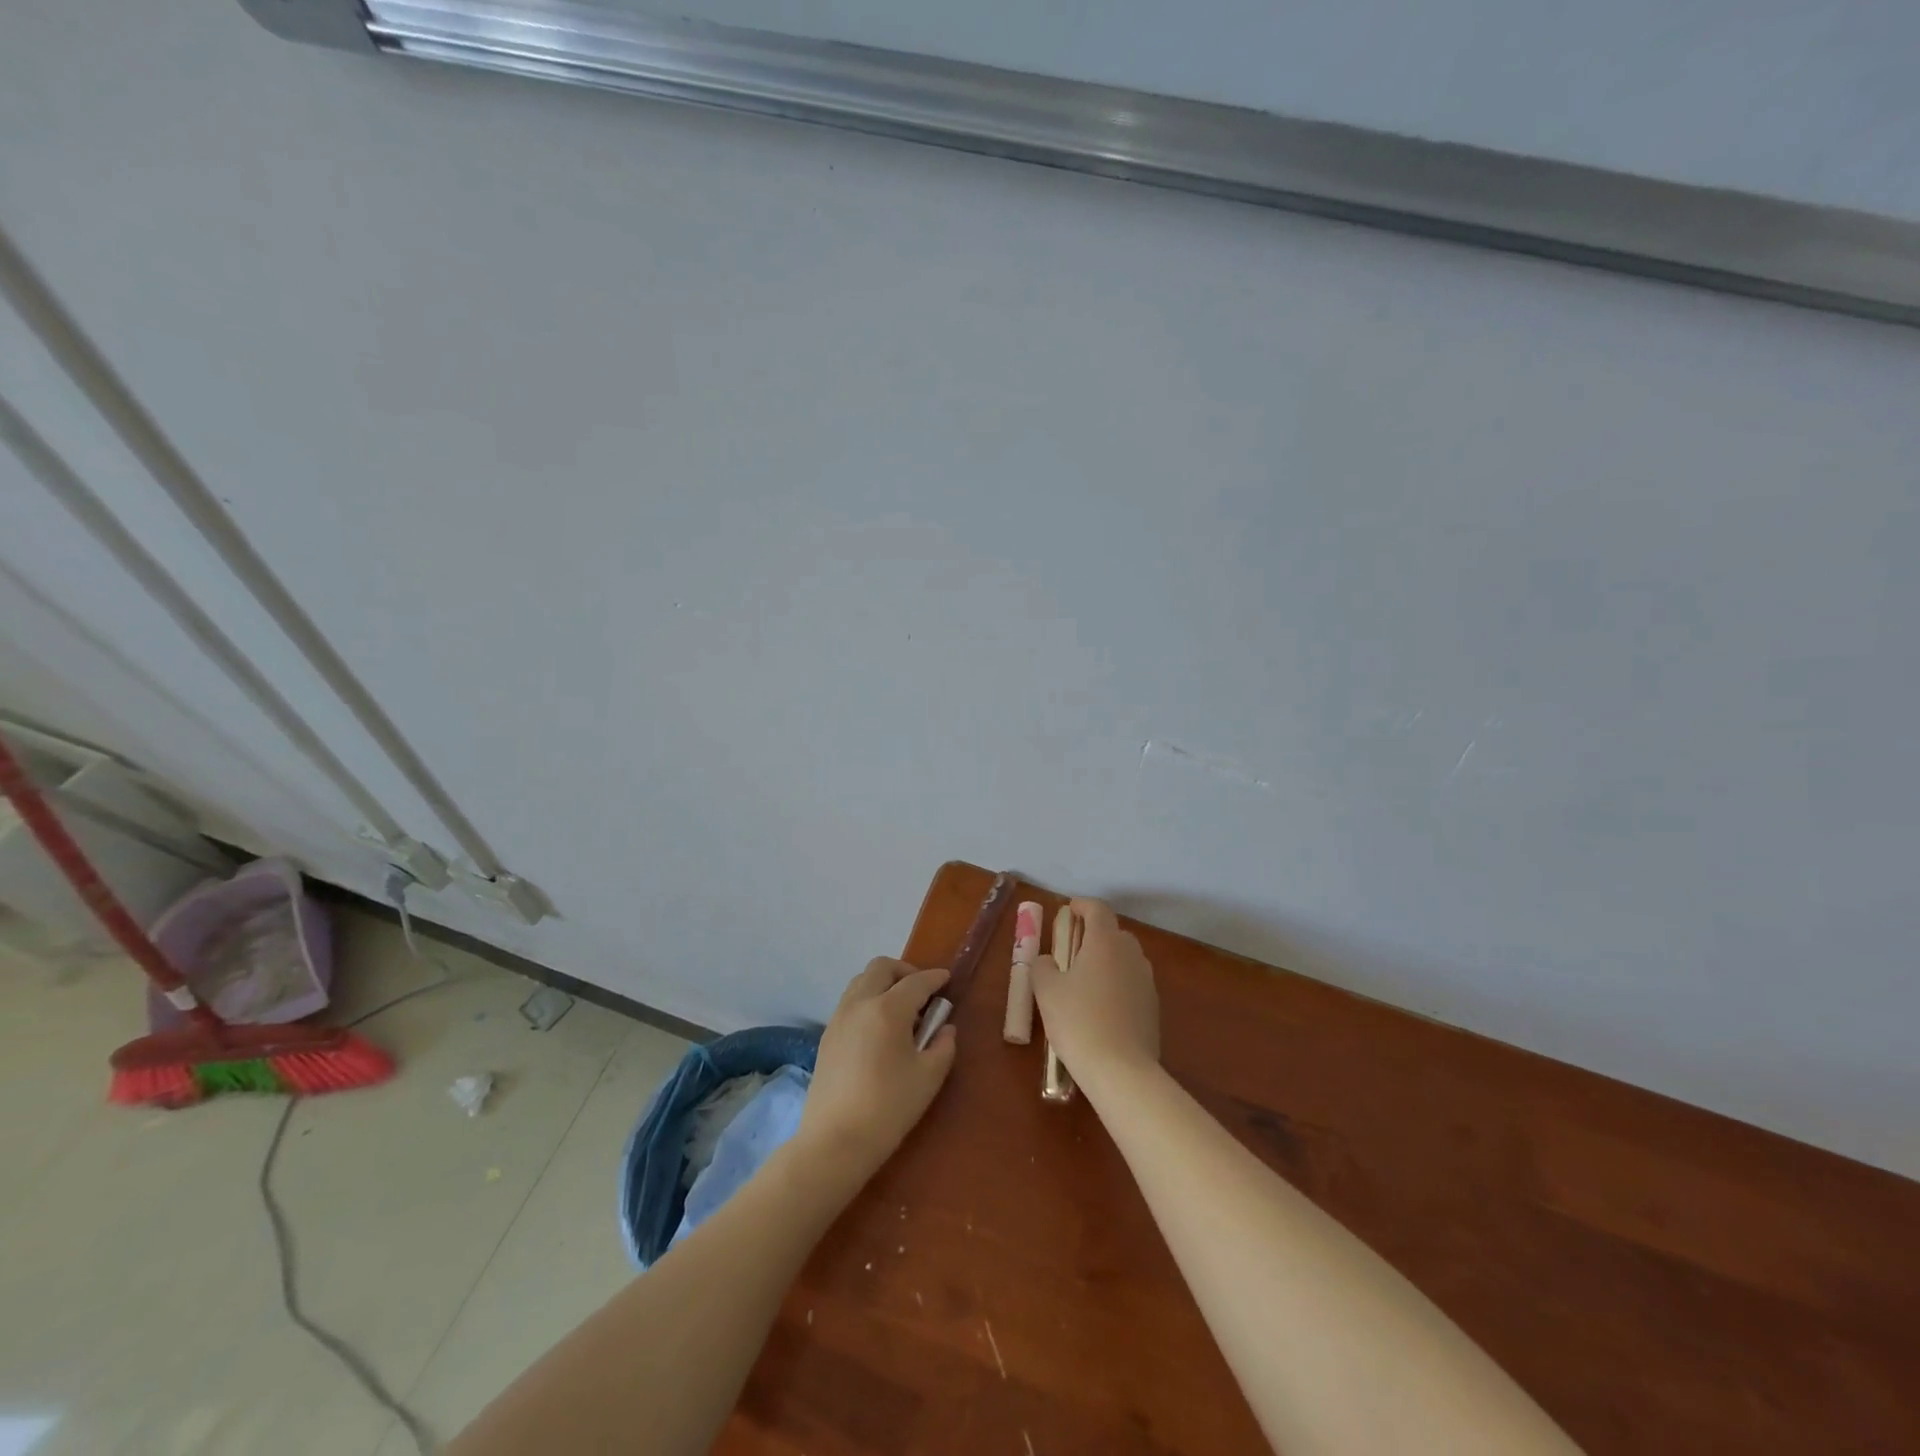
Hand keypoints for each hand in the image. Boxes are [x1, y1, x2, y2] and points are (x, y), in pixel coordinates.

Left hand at [798, 958, 957, 1180]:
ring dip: (883, 983)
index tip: (947, 980)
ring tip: (900, 1010)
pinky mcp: (827, 1035)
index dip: (935, 978)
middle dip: (905, 971)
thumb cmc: (889, 1108)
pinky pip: (850, 1001)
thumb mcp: (929, 1077)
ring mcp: (839, 1017)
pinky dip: (868, 1000)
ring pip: (862, 980)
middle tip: (922, 992)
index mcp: (888, 1009)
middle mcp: (860, 1003)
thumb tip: (945, 1028)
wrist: (835, 1141)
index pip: (916, 982)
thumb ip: (943, 1045)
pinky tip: (879, 1028)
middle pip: (882, 967)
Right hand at [1029, 898, 1159, 1094]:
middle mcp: (1131, 954)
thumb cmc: (1078, 1021)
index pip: (1097, 909)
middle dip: (1094, 935)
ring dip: (1107, 960)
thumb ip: (1043, 967)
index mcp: (1105, 942)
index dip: (1082, 906)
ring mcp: (1146, 981)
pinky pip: (1132, 983)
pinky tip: (1102, 1007)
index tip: (1068, 911)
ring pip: (1125, 959)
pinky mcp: (1153, 1007)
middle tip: (1072, 950)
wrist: (1121, 1071)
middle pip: (1114, 933)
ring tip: (1085, 981)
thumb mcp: (1046, 991)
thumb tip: (1049, 961)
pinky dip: (1117, 984)